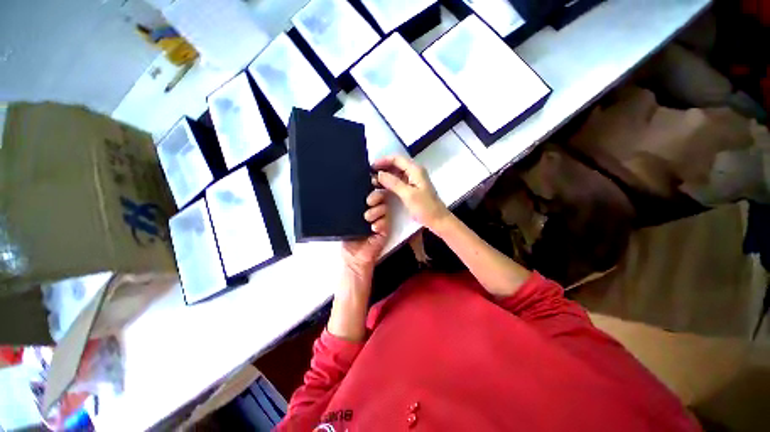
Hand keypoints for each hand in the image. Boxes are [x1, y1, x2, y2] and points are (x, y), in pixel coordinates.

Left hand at [341, 189, 390, 275]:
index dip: (370, 187)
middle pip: (380, 196)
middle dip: (376, 196)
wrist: (353, 257)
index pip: (369, 193)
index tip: (369, 184)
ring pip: (384, 208)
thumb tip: (344, 194)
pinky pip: (385, 221)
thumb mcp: (343, 221)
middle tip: (369, 201)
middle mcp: (373, 211)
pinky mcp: (385, 230)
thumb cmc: (347, 239)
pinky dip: (380, 223)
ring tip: (367, 218)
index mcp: (362, 207)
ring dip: (376, 211)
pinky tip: (373, 227)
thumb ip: (346, 209)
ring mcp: (380, 220)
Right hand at [372, 156, 449, 231]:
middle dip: (383, 168)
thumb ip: (393, 183)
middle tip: (369, 174)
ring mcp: (413, 180)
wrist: (438, 220)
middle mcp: (414, 172)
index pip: (397, 159)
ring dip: (385, 175)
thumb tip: (379, 174)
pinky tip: (381, 187)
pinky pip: (399, 181)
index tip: (370, 167)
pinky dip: (390, 182)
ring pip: (396, 173)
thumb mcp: (408, 195)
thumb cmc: (425, 207)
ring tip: (373, 181)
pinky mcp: (412, 188)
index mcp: (415, 170)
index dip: (383, 160)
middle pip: (396, 164)